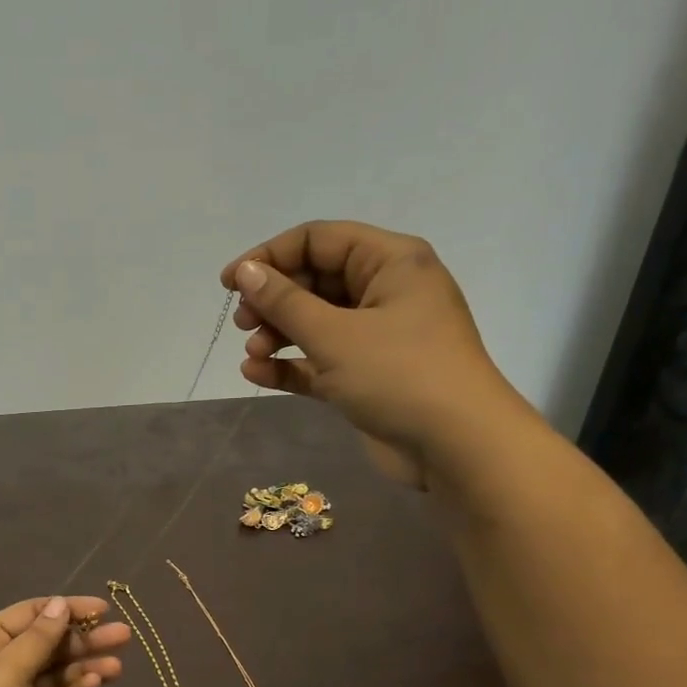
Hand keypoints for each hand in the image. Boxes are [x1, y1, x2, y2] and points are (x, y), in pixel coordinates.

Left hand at [0, 595, 130, 686]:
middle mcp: (1, 669)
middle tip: (123, 635)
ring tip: (118, 665)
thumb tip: (59, 604)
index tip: (102, 608)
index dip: (64, 609)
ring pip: (58, 677)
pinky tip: (97, 684)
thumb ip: (37, 640)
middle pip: (48, 646)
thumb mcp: (3, 671)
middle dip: (83, 639)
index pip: (29, 616)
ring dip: (86, 667)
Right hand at [221, 220, 535, 489]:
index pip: (319, 240)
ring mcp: (377, 335)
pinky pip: (320, 359)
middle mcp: (385, 291)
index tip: (230, 282)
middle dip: (273, 300)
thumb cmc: (399, 375)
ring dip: (277, 335)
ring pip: (315, 322)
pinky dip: (290, 364)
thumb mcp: (334, 334)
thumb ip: (284, 301)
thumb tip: (245, 271)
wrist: (456, 446)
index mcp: (390, 262)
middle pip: (314, 280)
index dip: (269, 255)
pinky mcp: (367, 375)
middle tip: (242, 323)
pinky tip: (257, 374)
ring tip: (252, 354)